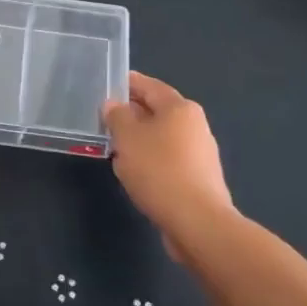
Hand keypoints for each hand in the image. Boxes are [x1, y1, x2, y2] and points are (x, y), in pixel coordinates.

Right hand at [103, 72, 236, 253]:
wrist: (197, 222)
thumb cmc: (159, 170)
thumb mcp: (127, 137)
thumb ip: (117, 116)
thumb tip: (113, 105)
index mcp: (180, 108)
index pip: (150, 86)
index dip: (128, 83)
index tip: (108, 84)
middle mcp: (195, 125)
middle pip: (158, 111)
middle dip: (132, 113)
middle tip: (106, 118)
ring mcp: (200, 154)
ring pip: (163, 138)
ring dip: (141, 140)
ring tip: (116, 147)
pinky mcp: (199, 179)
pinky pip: (169, 160)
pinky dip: (151, 161)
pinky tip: (136, 173)